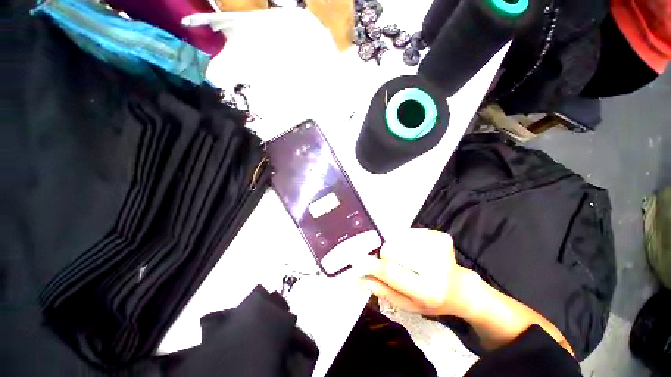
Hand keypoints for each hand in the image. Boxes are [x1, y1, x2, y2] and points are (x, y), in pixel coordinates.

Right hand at [359, 229, 476, 316]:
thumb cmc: (432, 300)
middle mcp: (436, 266)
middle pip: (391, 249)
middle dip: (384, 255)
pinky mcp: (439, 236)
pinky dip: (404, 240)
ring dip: (394, 247)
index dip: (370, 263)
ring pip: (397, 238)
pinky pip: (408, 232)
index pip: (390, 271)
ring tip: (405, 259)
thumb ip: (382, 290)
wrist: (461, 288)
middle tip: (390, 264)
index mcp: (428, 290)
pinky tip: (413, 251)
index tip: (355, 259)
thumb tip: (359, 277)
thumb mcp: (407, 305)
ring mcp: (439, 247)